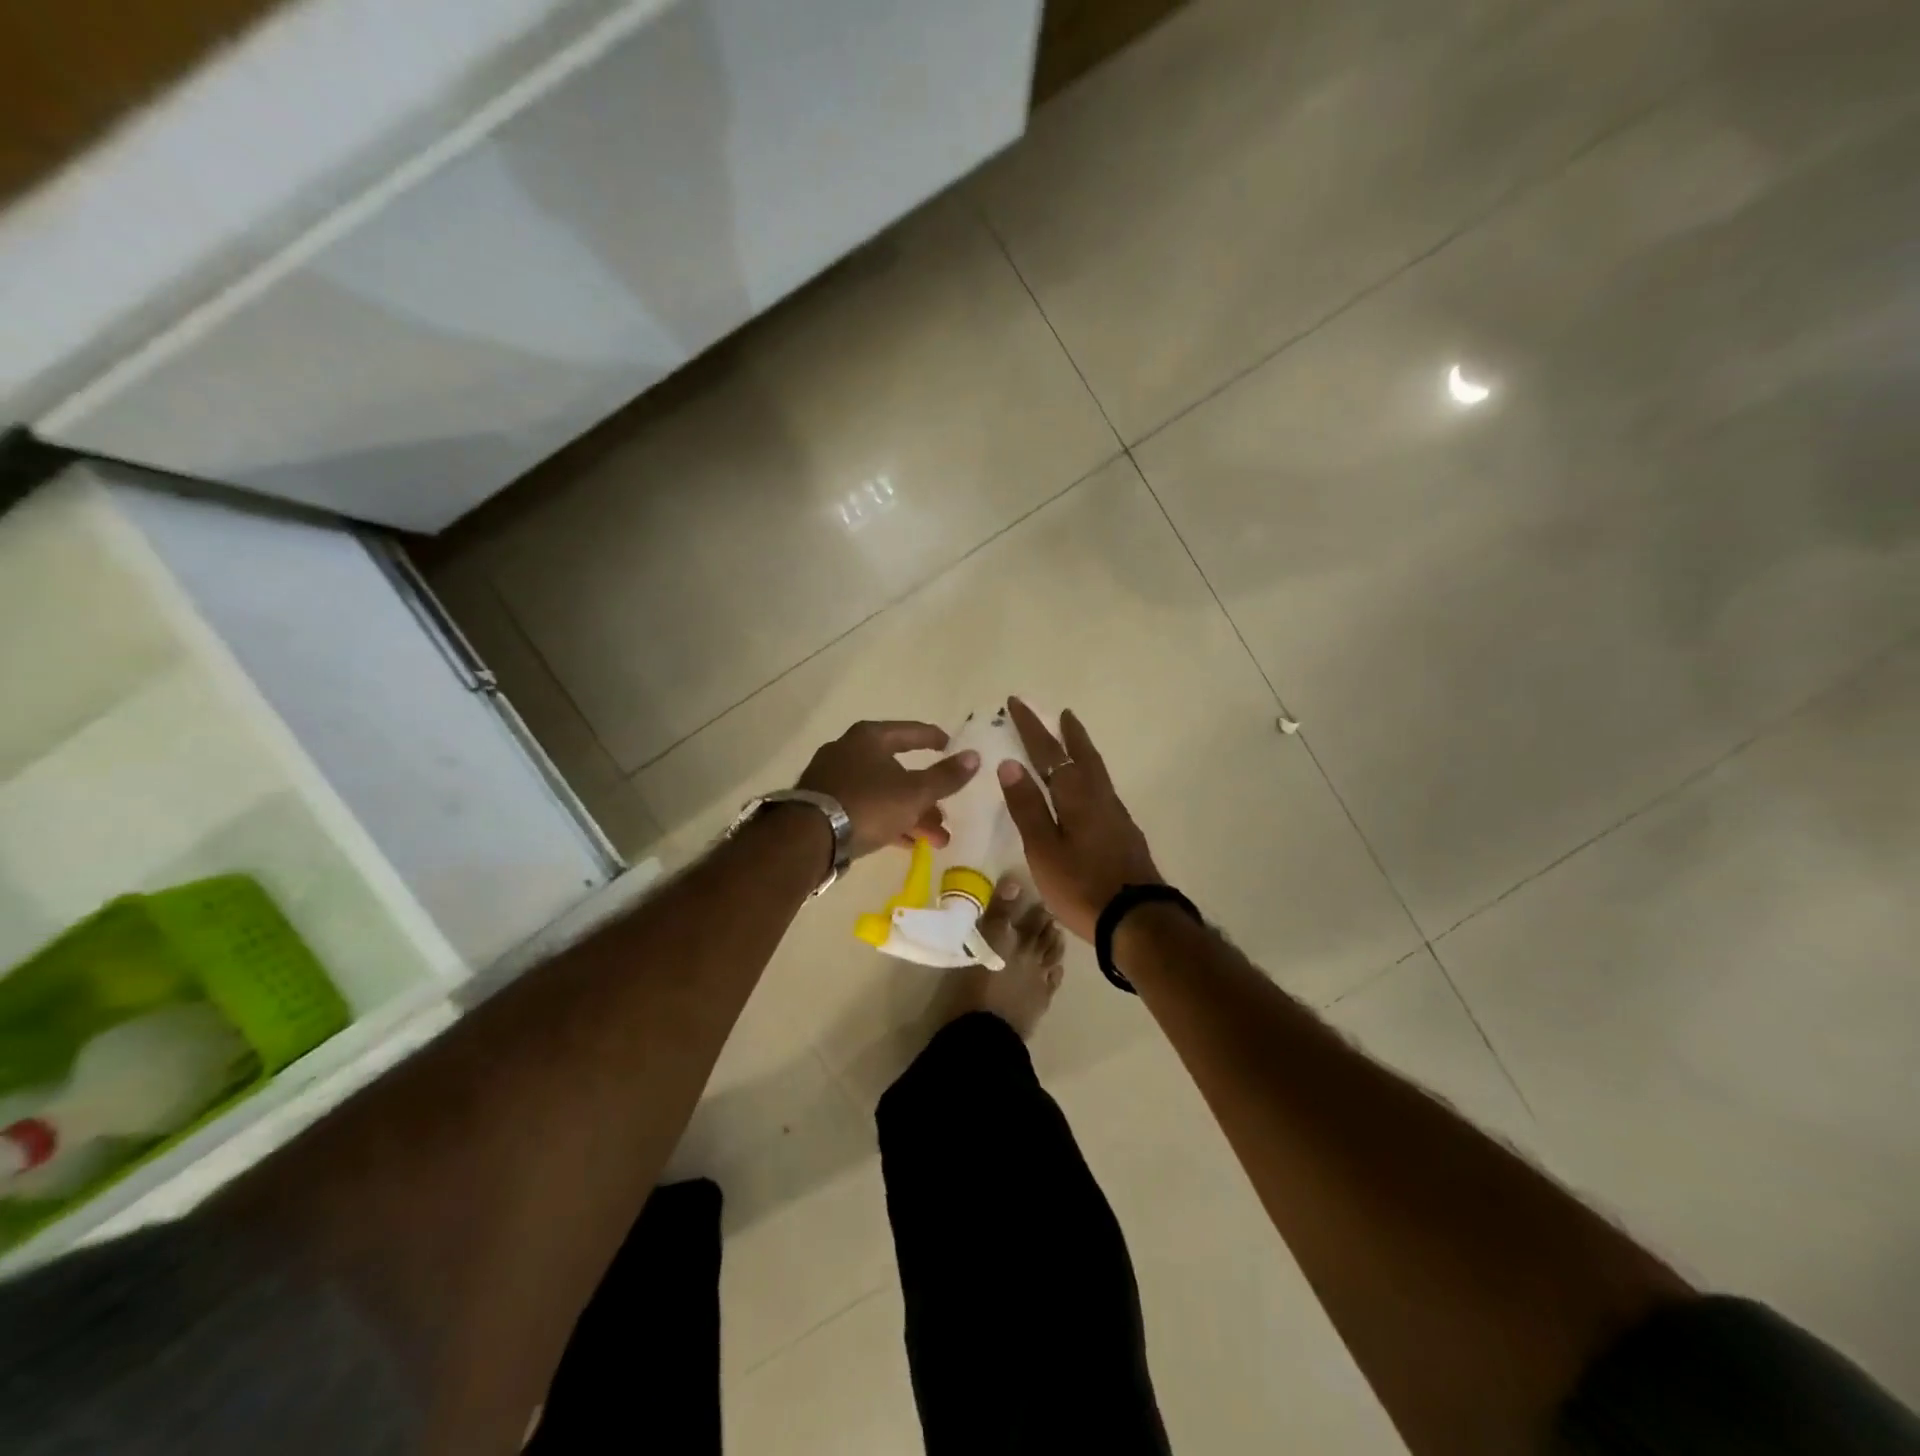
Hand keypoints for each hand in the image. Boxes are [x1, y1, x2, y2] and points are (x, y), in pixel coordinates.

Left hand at [796, 720, 980, 859]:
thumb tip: (975, 756)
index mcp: (870, 738)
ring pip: (884, 794)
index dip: (934, 739)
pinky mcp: (825, 806)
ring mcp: (834, 779)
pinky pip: (866, 809)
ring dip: (912, 815)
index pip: (911, 732)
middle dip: (927, 797)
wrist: (808, 838)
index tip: (952, 747)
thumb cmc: (867, 804)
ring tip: (937, 840)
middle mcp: (849, 751)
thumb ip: (946, 776)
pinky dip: (889, 822)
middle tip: (947, 815)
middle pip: (898, 770)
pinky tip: (909, 845)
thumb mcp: (914, 792)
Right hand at [997, 698, 1161, 941]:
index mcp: (1076, 796)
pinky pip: (1102, 790)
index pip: (1049, 752)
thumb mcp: (1044, 849)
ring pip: (1096, 772)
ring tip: (1073, 742)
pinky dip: (1090, 776)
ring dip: (1082, 752)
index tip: (1017, 703)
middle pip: (1083, 755)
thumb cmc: (1082, 885)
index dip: (1031, 727)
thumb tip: (1010, 763)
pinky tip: (1087, 790)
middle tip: (1062, 713)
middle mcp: (1099, 797)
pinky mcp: (1124, 833)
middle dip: (1068, 733)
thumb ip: (1028, 806)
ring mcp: (1116, 815)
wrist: (1137, 920)